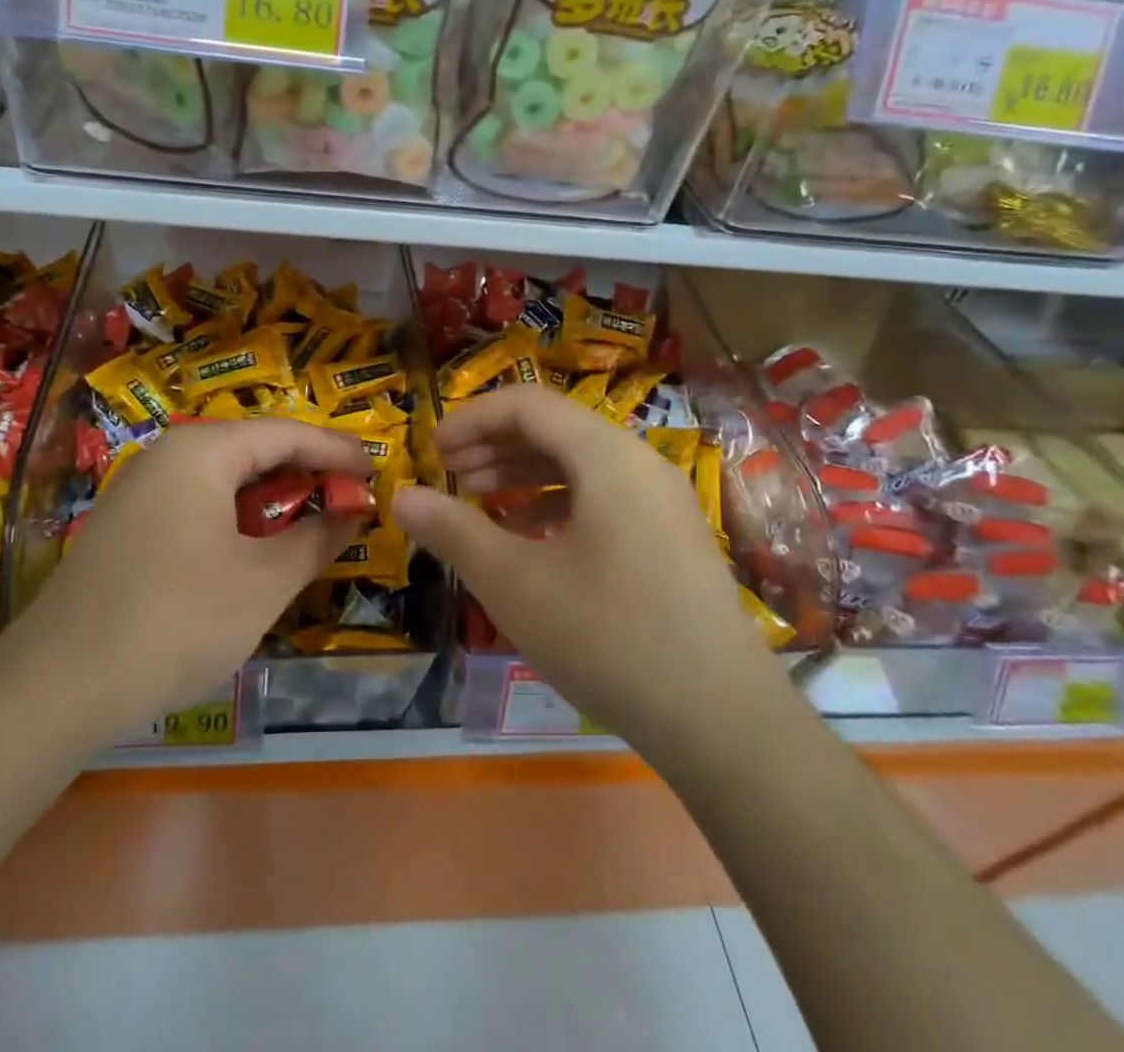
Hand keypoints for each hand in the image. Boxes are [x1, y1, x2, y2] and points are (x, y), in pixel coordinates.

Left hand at [19, 419, 369, 734]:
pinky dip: (237, 518)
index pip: (286, 433)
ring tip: (312, 522)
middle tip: (350, 497)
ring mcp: (139, 489)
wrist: (56, 686)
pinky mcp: (125, 525)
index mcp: (202, 451)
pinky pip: (196, 503)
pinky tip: (254, 549)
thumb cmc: (176, 621)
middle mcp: (167, 455)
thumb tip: (353, 511)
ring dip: (272, 498)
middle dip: (305, 472)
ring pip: (223, 479)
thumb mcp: (263, 582)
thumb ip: (316, 539)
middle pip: (253, 449)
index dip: (336, 449)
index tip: (376, 469)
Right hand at [391, 386, 769, 750]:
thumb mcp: (514, 582)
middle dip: (494, 445)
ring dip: (524, 473)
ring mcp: (662, 499)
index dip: (471, 419)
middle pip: (555, 428)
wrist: (722, 719)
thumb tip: (401, 497)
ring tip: (479, 500)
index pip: (527, 404)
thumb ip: (453, 530)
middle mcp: (639, 461)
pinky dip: (558, 502)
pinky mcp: (671, 536)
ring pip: (580, 463)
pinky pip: (604, 495)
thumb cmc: (607, 636)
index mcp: (605, 455)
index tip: (432, 449)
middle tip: (449, 474)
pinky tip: (530, 536)